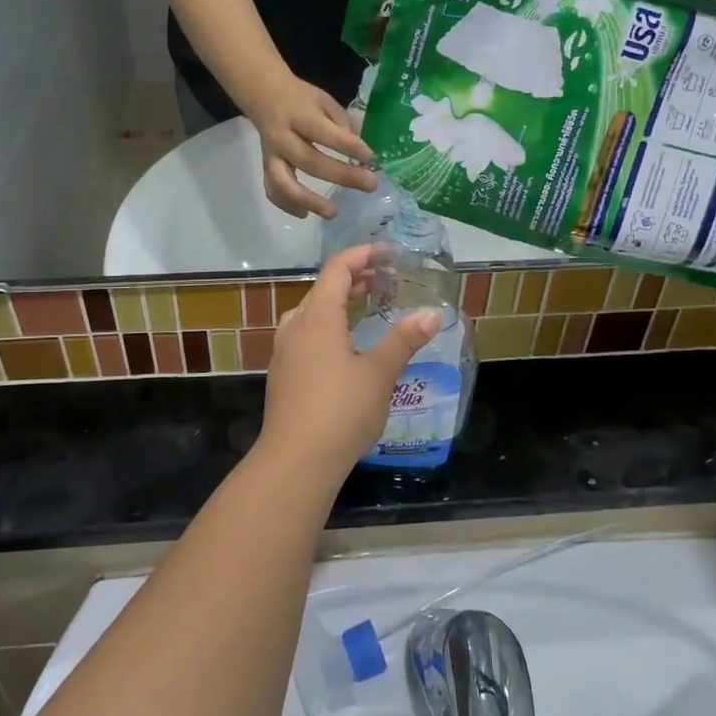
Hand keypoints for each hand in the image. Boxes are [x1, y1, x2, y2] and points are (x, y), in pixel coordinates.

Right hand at [249, 75, 377, 219]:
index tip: (371, 158)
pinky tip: (305, 214)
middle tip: (370, 185)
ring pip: (284, 182)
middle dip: (342, 176)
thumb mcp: (324, 100)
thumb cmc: (300, 98)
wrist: (263, 94)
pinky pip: (272, 189)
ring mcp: (272, 155)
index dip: (349, 147)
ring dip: (308, 200)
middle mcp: (282, 137)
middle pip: (310, 161)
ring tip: (333, 213)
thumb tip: (361, 152)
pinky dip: (286, 204)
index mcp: (300, 115)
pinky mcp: (266, 167)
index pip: (326, 134)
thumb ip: (342, 123)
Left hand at [257, 246, 441, 478]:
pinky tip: (343, 346)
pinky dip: (326, 325)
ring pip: (310, 313)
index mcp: (318, 318)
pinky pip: (304, 335)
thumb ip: (404, 340)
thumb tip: (432, 314)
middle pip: (322, 289)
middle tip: (384, 280)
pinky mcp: (282, 375)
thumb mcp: (380, 374)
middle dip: (353, 278)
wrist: (296, 461)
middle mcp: (295, 327)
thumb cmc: (341, 411)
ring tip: (364, 307)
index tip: (388, 254)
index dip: (362, 255)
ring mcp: (284, 352)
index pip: (337, 270)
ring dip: (337, 302)